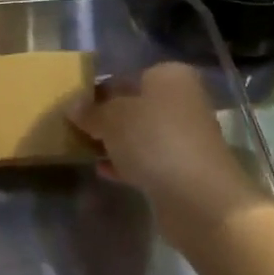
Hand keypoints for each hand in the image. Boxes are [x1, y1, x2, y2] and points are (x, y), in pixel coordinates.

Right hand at [69, 63, 273, 255]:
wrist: (199, 198)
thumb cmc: (153, 140)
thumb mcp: (111, 118)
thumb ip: (90, 111)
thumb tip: (73, 106)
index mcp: (169, 76)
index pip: (126, 76)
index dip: (98, 91)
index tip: (74, 107)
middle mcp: (182, 101)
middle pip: (134, 105)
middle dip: (107, 117)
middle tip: (76, 128)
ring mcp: (185, 136)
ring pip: (140, 134)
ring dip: (115, 141)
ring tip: (85, 149)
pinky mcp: (183, 168)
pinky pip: (147, 159)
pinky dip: (127, 163)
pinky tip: (103, 170)